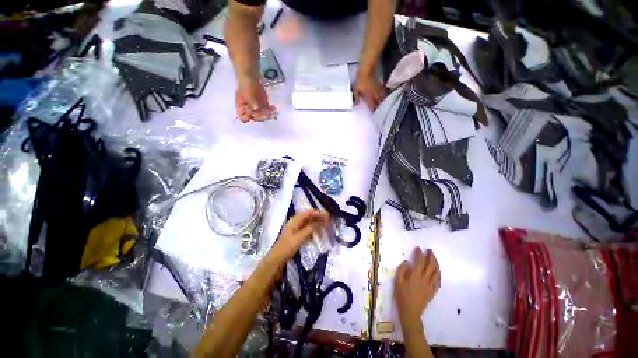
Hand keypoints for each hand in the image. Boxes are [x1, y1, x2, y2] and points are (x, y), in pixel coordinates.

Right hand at [235, 79, 275, 121]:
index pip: (243, 118)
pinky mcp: (264, 107)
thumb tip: (255, 109)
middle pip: (255, 118)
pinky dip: (271, 110)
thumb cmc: (246, 86)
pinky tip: (273, 107)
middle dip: (260, 116)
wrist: (251, 79)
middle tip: (264, 111)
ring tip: (270, 109)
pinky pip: (268, 111)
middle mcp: (249, 112)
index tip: (252, 111)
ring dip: (267, 114)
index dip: (248, 117)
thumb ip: (251, 102)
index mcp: (241, 109)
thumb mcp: (247, 93)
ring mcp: (257, 110)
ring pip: (262, 116)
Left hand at [273, 210, 329, 258]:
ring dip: (317, 224)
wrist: (277, 259)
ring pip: (309, 223)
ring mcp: (296, 228)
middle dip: (319, 218)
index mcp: (295, 220)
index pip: (308, 212)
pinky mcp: (297, 235)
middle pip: (309, 217)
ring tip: (326, 226)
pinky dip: (313, 230)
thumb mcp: (300, 237)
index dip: (318, 213)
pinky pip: (307, 230)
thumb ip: (310, 228)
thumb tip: (321, 222)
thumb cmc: (288, 246)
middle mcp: (296, 222)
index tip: (327, 215)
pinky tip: (319, 233)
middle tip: (329, 220)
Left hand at [353, 73, 386, 110]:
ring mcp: (378, 90)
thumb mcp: (355, 90)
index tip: (372, 113)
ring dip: (381, 101)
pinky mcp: (380, 85)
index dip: (372, 110)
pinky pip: (383, 92)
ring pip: (382, 98)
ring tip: (380, 104)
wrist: (366, 70)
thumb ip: (355, 98)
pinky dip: (383, 95)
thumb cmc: (360, 81)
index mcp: (369, 97)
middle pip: (378, 103)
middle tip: (377, 110)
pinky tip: (383, 96)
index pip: (372, 106)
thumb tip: (355, 104)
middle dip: (377, 107)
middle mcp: (375, 94)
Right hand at [394, 248, 440, 326]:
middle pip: (430, 266)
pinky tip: (437, 271)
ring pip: (436, 273)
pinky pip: (438, 281)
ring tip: (434, 258)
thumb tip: (407, 262)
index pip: (420, 262)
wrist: (410, 311)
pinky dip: (438, 273)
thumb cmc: (401, 295)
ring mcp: (430, 286)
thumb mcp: (397, 281)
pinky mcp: (432, 291)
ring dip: (436, 264)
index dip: (419, 254)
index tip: (418, 248)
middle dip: (430, 257)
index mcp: (415, 276)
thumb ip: (402, 270)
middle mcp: (425, 279)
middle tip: (429, 250)